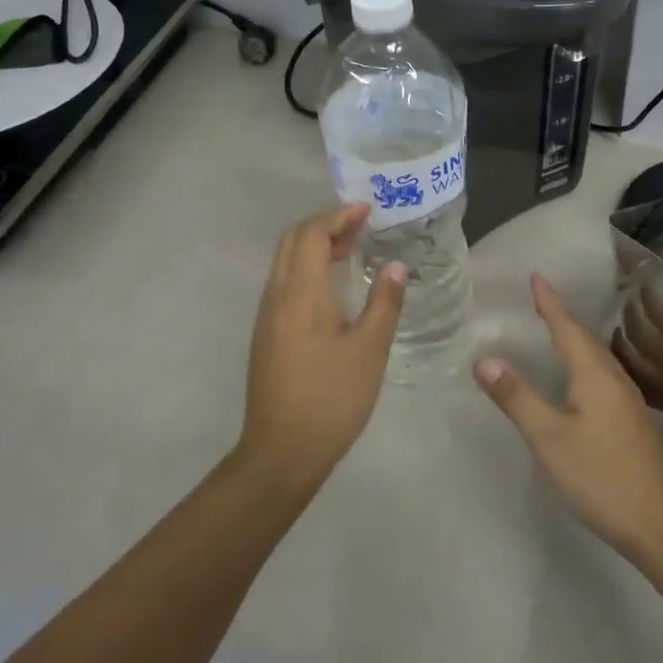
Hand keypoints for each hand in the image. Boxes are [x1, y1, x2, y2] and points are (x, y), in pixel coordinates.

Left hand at [238, 203, 405, 487]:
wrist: (281, 452)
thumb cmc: (331, 399)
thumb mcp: (369, 351)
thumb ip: (384, 303)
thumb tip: (396, 266)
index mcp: (300, 294)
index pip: (311, 234)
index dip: (338, 216)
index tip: (368, 210)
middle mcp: (276, 296)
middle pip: (292, 240)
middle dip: (325, 225)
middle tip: (361, 228)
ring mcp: (267, 316)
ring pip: (285, 262)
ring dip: (314, 246)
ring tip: (352, 250)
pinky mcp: (267, 334)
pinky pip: (284, 282)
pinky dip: (307, 268)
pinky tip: (333, 287)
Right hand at [474, 274, 662, 555]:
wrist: (657, 522)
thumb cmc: (600, 475)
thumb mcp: (549, 437)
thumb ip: (517, 397)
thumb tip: (484, 359)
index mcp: (595, 375)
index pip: (567, 328)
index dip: (550, 302)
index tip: (536, 275)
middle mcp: (614, 379)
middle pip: (585, 338)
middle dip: (562, 316)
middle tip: (540, 298)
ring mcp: (627, 401)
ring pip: (597, 357)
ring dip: (575, 338)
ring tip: (555, 329)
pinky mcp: (631, 420)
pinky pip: (602, 375)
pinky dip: (583, 362)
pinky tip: (578, 376)